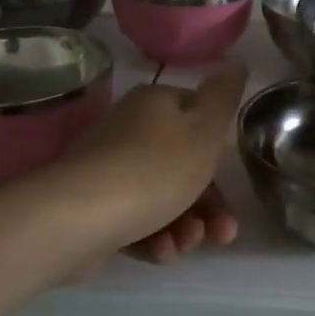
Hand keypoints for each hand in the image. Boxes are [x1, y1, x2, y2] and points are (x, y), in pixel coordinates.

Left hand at [54, 63, 249, 263]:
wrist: (79, 218)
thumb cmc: (154, 169)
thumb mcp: (204, 130)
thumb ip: (224, 97)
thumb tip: (235, 63)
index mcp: (156, 104)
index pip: (198, 118)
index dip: (219, 152)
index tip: (233, 184)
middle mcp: (130, 130)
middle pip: (183, 164)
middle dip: (208, 204)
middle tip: (223, 234)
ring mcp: (110, 169)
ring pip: (162, 197)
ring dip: (185, 225)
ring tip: (187, 245)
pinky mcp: (95, 207)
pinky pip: (135, 219)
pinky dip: (155, 237)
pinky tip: (162, 252)